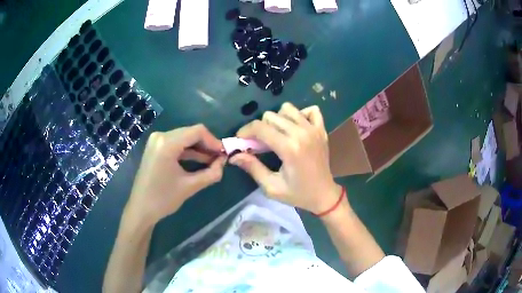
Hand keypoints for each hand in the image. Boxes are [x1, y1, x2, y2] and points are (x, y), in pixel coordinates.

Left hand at [126, 125, 225, 226]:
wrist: (141, 209)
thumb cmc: (163, 199)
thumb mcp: (190, 186)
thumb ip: (211, 173)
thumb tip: (224, 162)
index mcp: (167, 143)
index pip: (197, 131)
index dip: (213, 141)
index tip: (224, 154)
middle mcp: (160, 136)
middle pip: (190, 133)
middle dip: (207, 145)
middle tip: (220, 159)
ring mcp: (156, 141)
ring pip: (184, 138)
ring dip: (199, 148)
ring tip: (213, 161)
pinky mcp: (155, 148)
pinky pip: (176, 144)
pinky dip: (188, 151)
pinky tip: (199, 161)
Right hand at [229, 103, 342, 213]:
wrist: (324, 195)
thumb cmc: (298, 194)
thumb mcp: (271, 187)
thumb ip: (252, 168)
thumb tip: (233, 156)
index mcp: (289, 148)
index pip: (260, 128)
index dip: (245, 131)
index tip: (241, 140)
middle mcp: (302, 133)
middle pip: (271, 116)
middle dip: (260, 128)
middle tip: (259, 143)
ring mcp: (314, 129)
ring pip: (288, 109)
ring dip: (278, 120)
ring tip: (277, 135)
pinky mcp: (322, 129)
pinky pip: (310, 110)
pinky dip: (301, 115)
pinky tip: (296, 128)